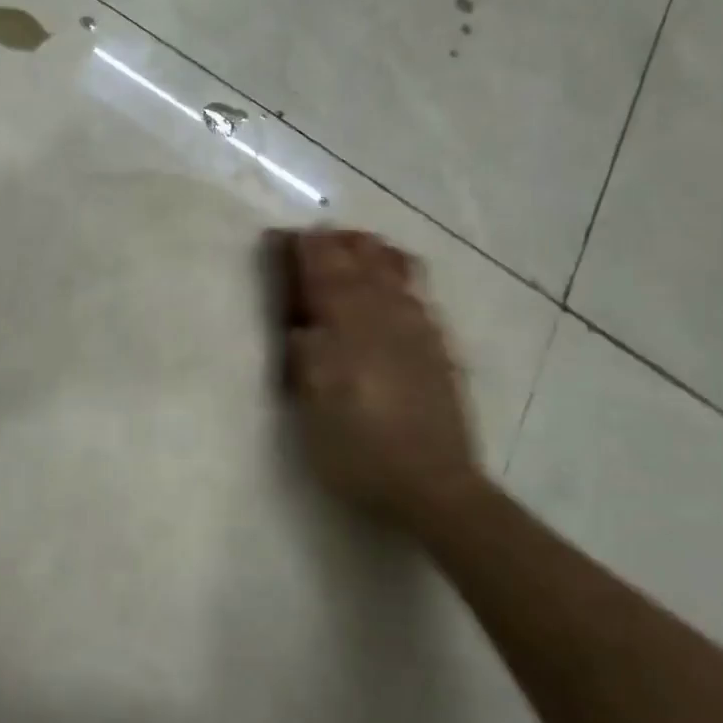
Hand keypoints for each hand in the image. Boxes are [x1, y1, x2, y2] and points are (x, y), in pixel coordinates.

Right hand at [268, 228, 486, 542]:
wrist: (432, 486)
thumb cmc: (357, 450)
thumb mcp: (311, 406)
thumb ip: (304, 355)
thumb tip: (300, 324)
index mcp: (349, 326)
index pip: (323, 269)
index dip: (302, 249)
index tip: (282, 236)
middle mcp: (387, 314)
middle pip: (363, 259)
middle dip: (337, 242)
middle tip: (314, 238)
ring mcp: (420, 328)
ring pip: (397, 268)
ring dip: (371, 251)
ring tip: (355, 247)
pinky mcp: (440, 346)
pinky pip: (419, 292)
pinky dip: (400, 274)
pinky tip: (394, 285)